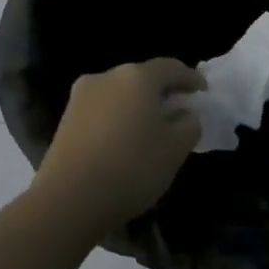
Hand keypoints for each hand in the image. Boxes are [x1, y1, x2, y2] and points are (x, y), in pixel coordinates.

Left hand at [32, 58, 205, 229]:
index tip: (203, 92)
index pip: (171, 67)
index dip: (191, 78)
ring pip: (120, 94)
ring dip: (138, 106)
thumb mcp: (176, 148)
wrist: (68, 201)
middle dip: (163, 92)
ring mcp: (81, 98)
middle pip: (142, 78)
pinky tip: (125, 141)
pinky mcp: (65, 120)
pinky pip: (102, 111)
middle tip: (179, 110)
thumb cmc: (132, 167)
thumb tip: (184, 114)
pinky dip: (118, 119)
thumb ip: (189, 124)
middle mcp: (106, 77)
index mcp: (137, 77)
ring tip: (152, 129)